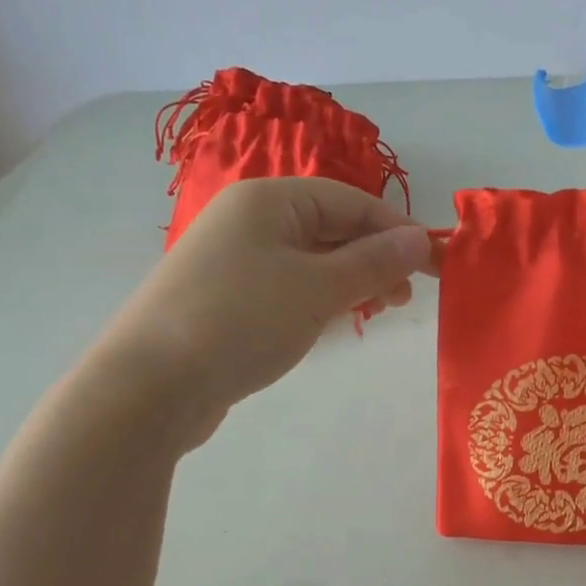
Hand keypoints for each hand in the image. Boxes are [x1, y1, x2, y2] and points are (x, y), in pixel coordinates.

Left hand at [98, 178, 431, 449]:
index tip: (435, 264)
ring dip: (352, 280)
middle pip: (331, 227)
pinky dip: (321, 298)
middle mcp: (250, 220)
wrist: (150, 385)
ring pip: (312, 259)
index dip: (397, 230)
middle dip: (375, 258)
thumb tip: (419, 239)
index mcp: (269, 200)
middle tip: (407, 296)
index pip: (351, 202)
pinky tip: (338, 320)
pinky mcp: (228, 297)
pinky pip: (289, 285)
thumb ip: (373, 262)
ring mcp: (235, 260)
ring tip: (380, 310)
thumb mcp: (318, 288)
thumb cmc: (242, 320)